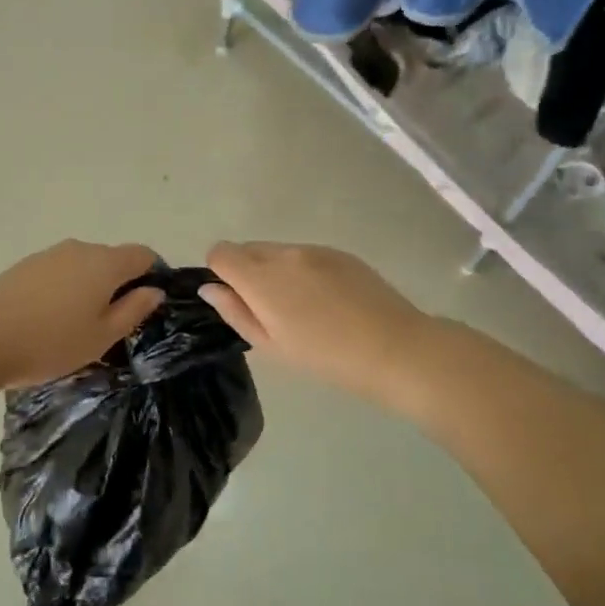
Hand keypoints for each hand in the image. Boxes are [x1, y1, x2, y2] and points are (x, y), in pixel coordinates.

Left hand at [0, 241, 165, 389]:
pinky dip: (65, 288)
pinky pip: (59, 271)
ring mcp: (49, 254)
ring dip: (89, 286)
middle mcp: (79, 248)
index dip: (153, 274)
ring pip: (83, 265)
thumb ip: (134, 310)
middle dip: (119, 284)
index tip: (147, 304)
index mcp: (105, 263)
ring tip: (77, 324)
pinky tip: (50, 317)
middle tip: (111, 323)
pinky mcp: (25, 264)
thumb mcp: (102, 336)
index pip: (143, 254)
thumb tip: (154, 290)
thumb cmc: (52, 343)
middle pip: (112, 258)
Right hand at [201, 242, 431, 407]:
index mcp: (261, 278)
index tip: (235, 299)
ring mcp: (314, 249)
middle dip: (247, 271)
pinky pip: (305, 255)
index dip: (220, 273)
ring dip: (276, 271)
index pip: (220, 252)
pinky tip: (327, 300)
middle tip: (269, 309)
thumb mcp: (271, 345)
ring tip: (302, 307)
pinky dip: (303, 270)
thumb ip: (235, 312)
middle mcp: (284, 253)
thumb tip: (210, 288)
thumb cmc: (325, 357)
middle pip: (247, 248)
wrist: (394, 348)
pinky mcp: (339, 253)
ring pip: (277, 251)